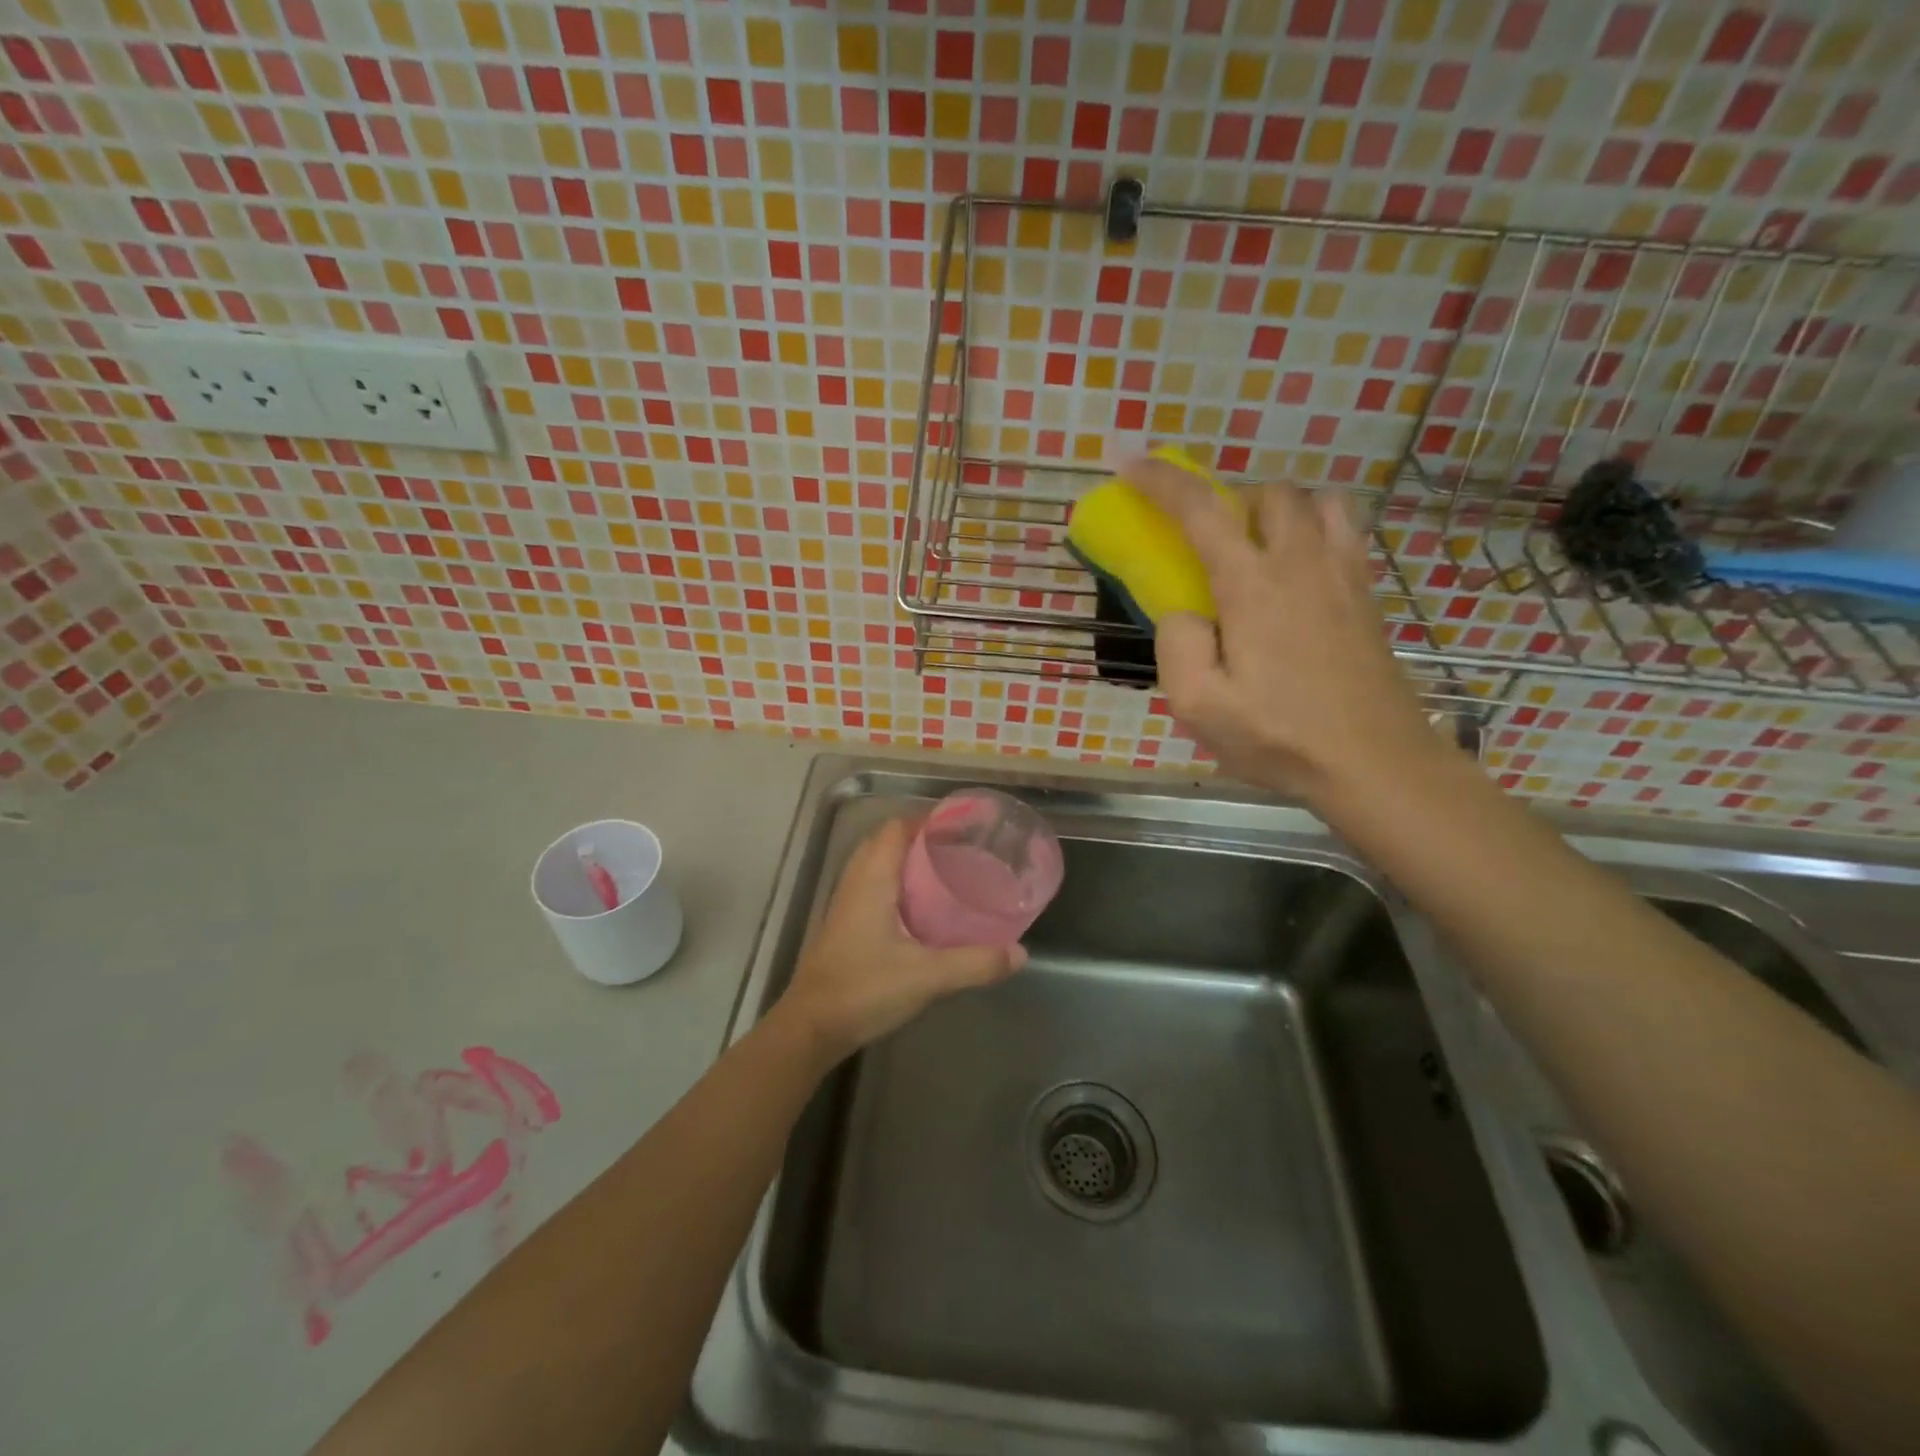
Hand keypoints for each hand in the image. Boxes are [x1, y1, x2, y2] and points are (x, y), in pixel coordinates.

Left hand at [777, 818, 1026, 1063]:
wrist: (810, 1028)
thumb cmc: (864, 990)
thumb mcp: (927, 977)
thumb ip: (975, 963)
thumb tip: (1019, 953)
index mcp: (872, 879)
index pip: (895, 828)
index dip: (926, 821)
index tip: (961, 829)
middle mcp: (855, 882)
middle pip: (885, 842)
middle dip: (920, 841)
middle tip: (958, 852)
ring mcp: (844, 904)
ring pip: (876, 866)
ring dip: (906, 863)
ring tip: (945, 875)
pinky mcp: (843, 926)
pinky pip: (871, 888)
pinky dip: (896, 885)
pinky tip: (920, 911)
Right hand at [1125, 454, 1438, 800]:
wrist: (1375, 763)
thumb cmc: (1280, 737)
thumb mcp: (1199, 706)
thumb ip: (1177, 645)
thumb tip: (1184, 611)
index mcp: (1253, 586)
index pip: (1202, 511)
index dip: (1161, 481)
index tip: (1129, 462)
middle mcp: (1302, 563)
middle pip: (1268, 493)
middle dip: (1229, 498)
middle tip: (1207, 538)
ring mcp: (1345, 575)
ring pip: (1316, 502)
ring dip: (1279, 509)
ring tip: (1258, 548)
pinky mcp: (1369, 596)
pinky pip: (1344, 532)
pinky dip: (1315, 529)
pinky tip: (1299, 574)